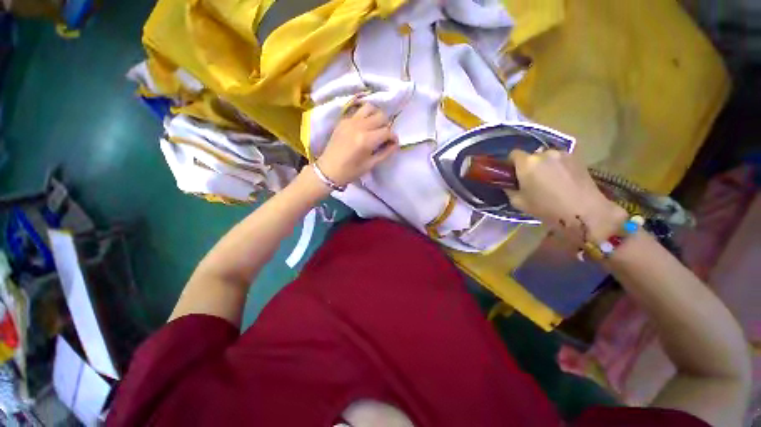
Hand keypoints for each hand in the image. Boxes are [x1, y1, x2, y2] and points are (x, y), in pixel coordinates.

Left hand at [316, 103, 398, 185]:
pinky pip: (358, 111)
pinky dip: (365, 116)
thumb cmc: (350, 171)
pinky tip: (364, 126)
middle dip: (386, 125)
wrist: (328, 170)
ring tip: (375, 127)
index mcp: (366, 140)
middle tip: (384, 136)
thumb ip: (385, 152)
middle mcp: (359, 126)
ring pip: (370, 108)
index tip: (393, 143)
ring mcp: (350, 121)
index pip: (387, 131)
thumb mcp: (370, 165)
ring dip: (376, 116)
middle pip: (381, 116)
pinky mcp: (343, 120)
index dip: (393, 137)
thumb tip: (395, 144)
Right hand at [506, 149, 626, 242]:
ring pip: (546, 157)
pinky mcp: (577, 157)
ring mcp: (562, 154)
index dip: (511, 163)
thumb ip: (510, 190)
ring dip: (544, 165)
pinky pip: (560, 159)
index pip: (513, 154)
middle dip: (529, 165)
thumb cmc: (546, 207)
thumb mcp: (519, 202)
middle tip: (531, 180)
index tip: (513, 174)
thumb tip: (509, 185)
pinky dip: (558, 166)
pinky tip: (562, 179)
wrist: (583, 210)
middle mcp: (543, 154)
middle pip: (531, 156)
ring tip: (549, 180)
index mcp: (526, 163)